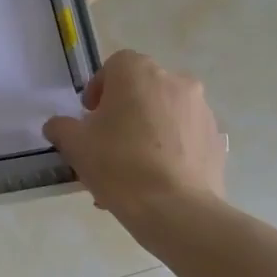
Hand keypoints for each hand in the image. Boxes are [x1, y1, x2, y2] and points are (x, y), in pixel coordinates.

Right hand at [43, 50, 226, 221]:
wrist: (176, 210)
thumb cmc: (119, 165)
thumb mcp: (74, 144)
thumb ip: (61, 127)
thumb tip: (59, 126)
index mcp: (138, 72)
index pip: (115, 66)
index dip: (99, 89)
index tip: (91, 117)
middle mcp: (175, 81)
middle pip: (142, 89)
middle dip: (125, 110)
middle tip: (109, 141)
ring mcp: (201, 111)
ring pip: (166, 113)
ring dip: (148, 129)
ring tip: (132, 167)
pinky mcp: (217, 140)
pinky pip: (186, 136)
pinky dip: (171, 148)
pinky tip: (157, 179)